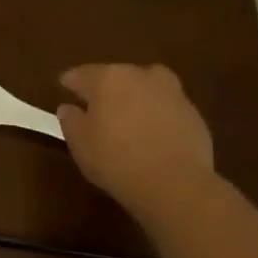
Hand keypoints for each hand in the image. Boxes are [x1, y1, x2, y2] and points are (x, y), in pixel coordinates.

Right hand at [57, 62, 216, 214]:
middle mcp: (141, 76)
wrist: (174, 183)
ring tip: (126, 117)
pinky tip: (150, 135)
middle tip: (95, 107)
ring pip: (145, 88)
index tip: (63, 88)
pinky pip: (165, 107)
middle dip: (104, 89)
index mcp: (108, 78)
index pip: (81, 74)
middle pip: (116, 76)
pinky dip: (155, 115)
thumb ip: (70, 120)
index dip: (70, 82)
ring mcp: (172, 92)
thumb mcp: (79, 144)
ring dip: (134, 98)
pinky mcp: (193, 113)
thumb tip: (69, 108)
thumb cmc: (115, 159)